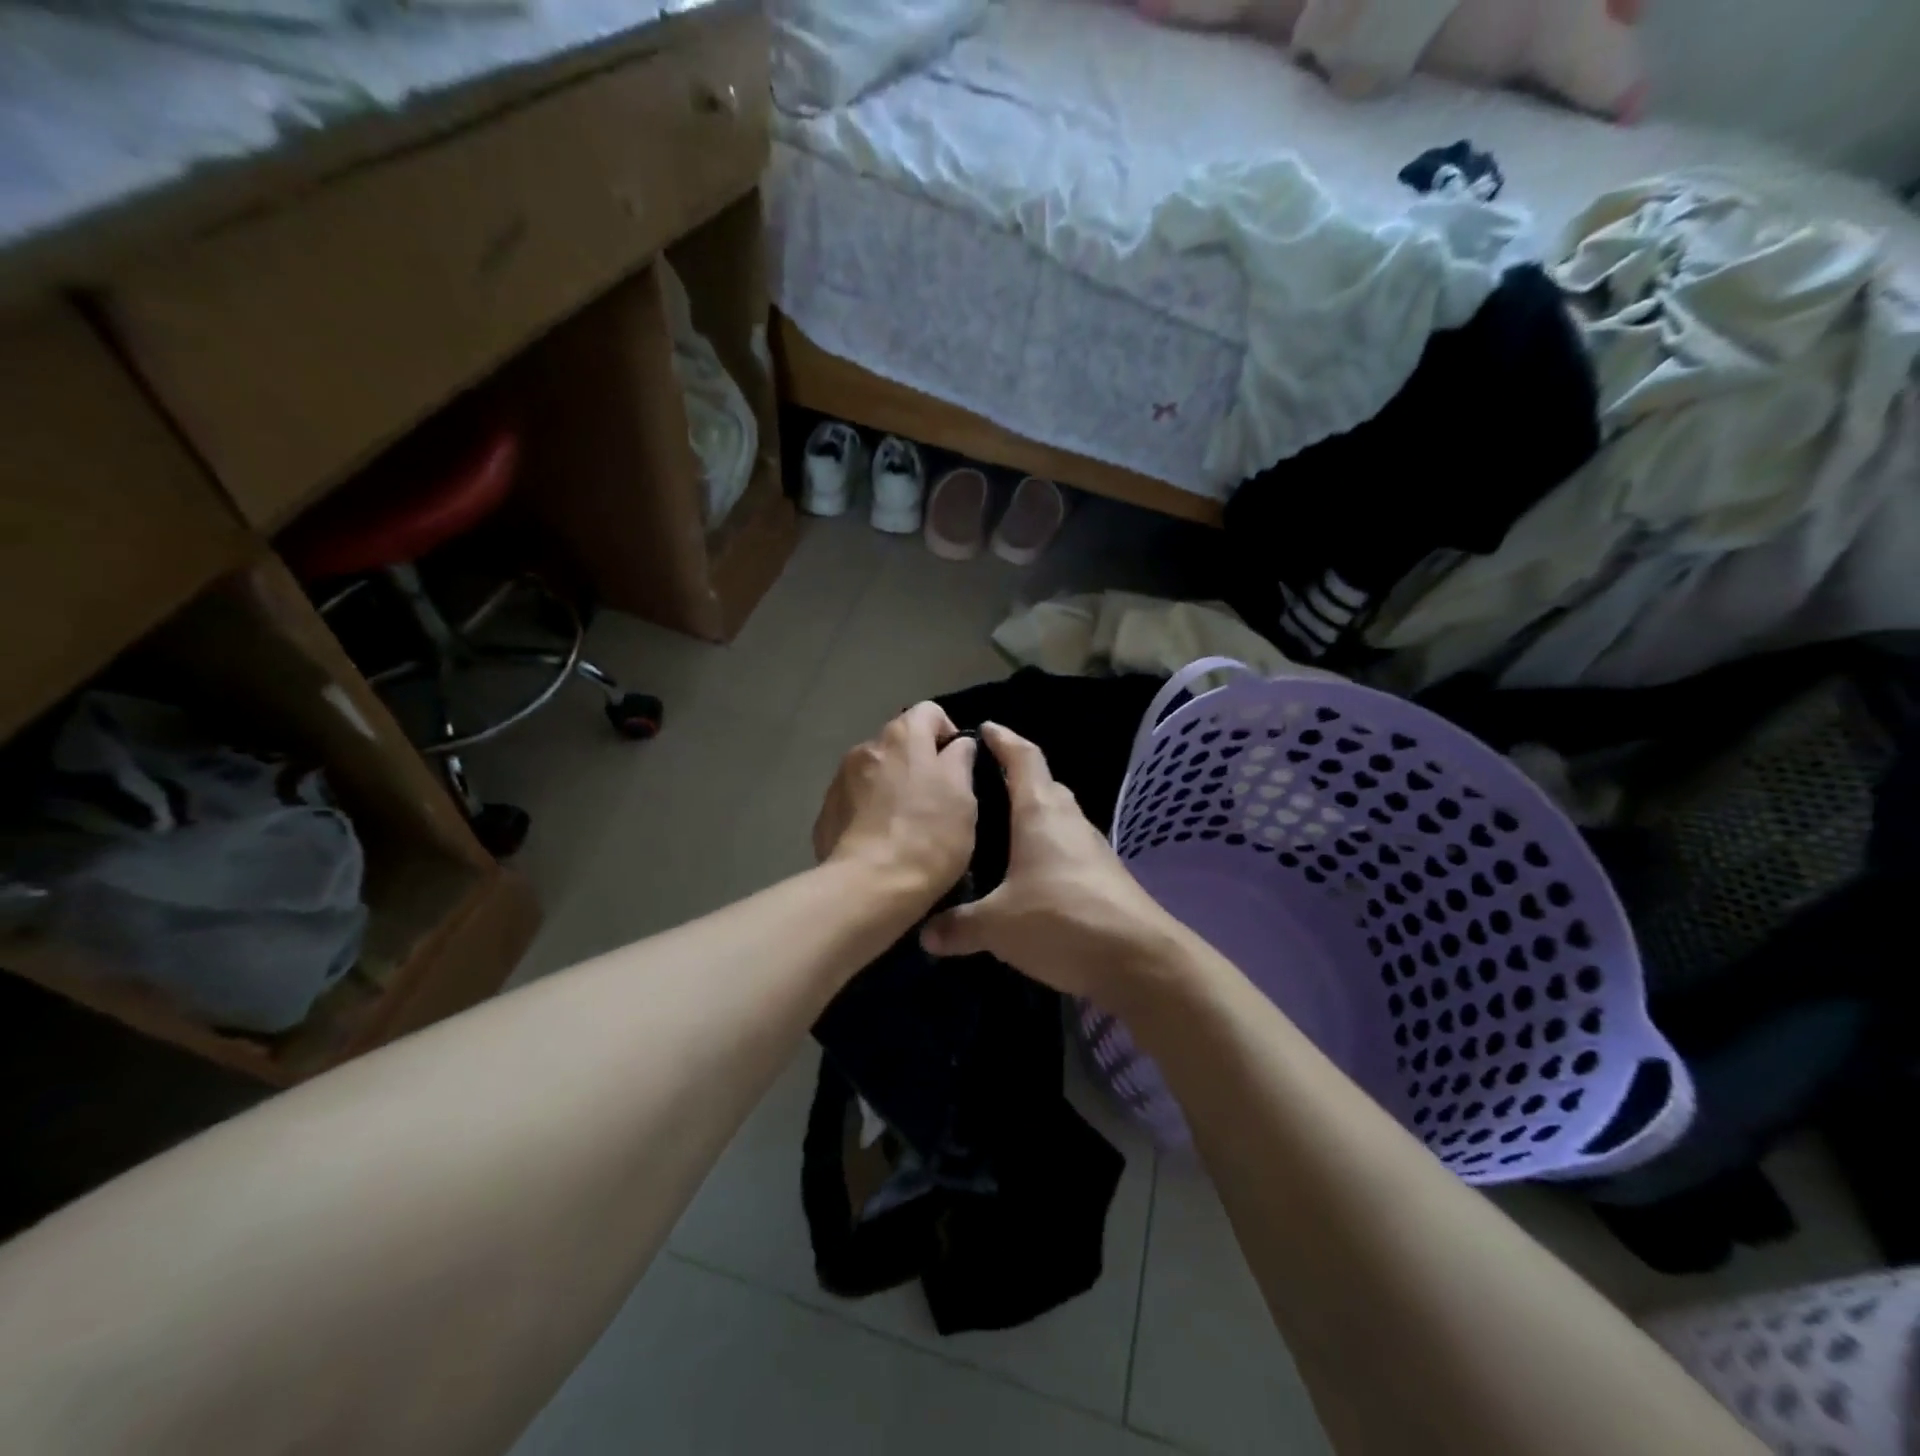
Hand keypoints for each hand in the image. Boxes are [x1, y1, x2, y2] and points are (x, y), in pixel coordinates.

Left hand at [813, 702, 978, 904]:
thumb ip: (961, 760)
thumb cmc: (929, 836)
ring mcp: (840, 779)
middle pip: (900, 743)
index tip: (959, 767)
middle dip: (919, 763)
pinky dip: (870, 811)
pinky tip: (882, 842)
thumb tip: (957, 745)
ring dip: (892, 787)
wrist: (870, 887)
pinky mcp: (826, 812)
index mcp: (902, 737)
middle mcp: (866, 747)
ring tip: (907, 825)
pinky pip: (856, 800)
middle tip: (937, 802)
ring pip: (876, 772)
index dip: (949, 733)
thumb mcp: (964, 797)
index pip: (930, 712)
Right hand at [920, 722, 1185, 999]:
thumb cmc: (1062, 920)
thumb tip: (925, 933)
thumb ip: (959, 925)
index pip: (1023, 758)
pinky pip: (1065, 847)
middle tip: (978, 785)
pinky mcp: (1102, 875)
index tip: (984, 728)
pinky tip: (1025, 872)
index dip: (1003, 739)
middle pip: (1041, 784)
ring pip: (1055, 817)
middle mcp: (1068, 820)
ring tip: (996, 829)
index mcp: (1040, 812)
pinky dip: (1043, 847)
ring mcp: (1090, 847)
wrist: (1140, 960)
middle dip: (1014, 777)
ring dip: (1030, 815)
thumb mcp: (998, 925)